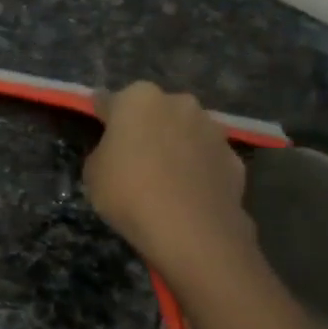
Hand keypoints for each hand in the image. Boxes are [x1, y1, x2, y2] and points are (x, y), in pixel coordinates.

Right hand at [83, 82, 256, 288]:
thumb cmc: (129, 192)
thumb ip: (103, 151)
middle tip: (133, 158)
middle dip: (145, 128)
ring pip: (185, 132)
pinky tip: (189, 195)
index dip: (101, 118)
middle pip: (154, 112)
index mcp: (137, 99)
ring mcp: (211, 128)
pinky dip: (199, 170)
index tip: (98, 131)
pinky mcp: (234, 157)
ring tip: (165, 180)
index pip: (109, 102)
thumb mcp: (93, 173)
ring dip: (175, 146)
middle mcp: (178, 102)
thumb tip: (116, 150)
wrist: (190, 229)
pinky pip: (207, 159)